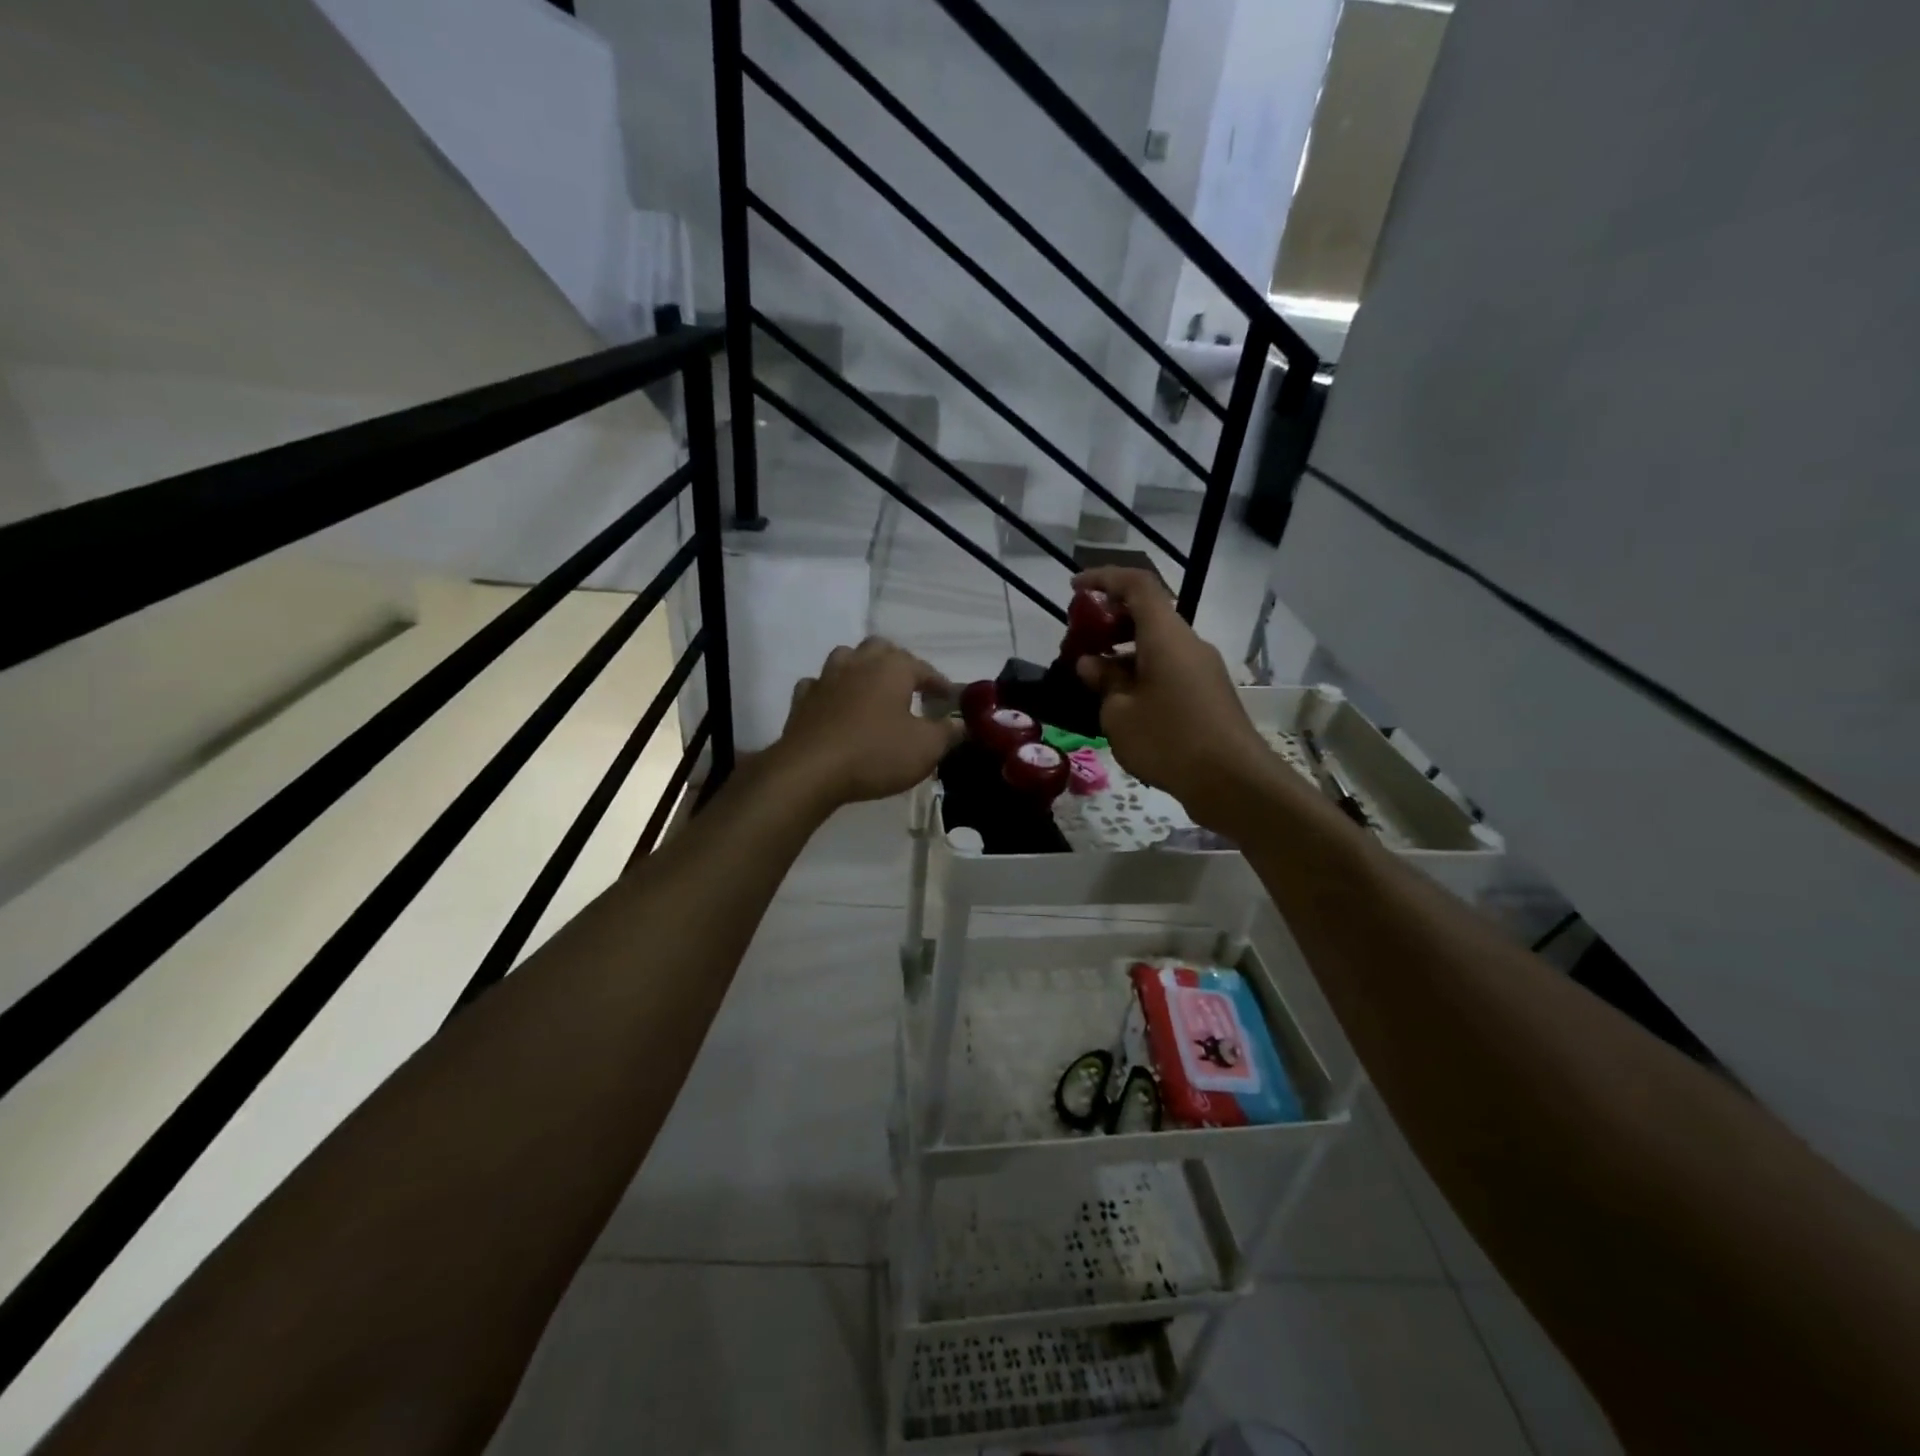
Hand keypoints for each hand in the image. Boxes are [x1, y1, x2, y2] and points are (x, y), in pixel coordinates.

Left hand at [771, 638, 963, 808]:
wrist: (811, 771)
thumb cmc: (876, 754)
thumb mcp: (926, 748)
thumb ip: (948, 732)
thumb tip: (961, 723)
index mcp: (893, 668)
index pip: (925, 669)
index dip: (940, 684)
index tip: (950, 699)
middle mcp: (859, 663)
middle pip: (882, 649)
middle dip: (898, 664)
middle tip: (910, 688)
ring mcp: (826, 678)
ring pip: (846, 658)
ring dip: (861, 669)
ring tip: (872, 691)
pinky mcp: (802, 699)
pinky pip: (818, 684)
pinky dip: (830, 691)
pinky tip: (835, 706)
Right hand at [1071, 568, 1271, 830]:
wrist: (1233, 781)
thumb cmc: (1169, 741)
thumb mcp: (1119, 713)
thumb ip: (1103, 682)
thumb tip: (1092, 665)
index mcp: (1166, 635)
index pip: (1136, 585)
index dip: (1103, 579)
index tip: (1074, 588)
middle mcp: (1188, 643)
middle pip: (1148, 613)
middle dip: (1110, 620)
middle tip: (1079, 640)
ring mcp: (1202, 668)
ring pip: (1158, 644)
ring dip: (1123, 651)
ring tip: (1093, 677)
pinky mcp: (1207, 693)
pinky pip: (1168, 668)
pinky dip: (1141, 672)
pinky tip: (1121, 702)